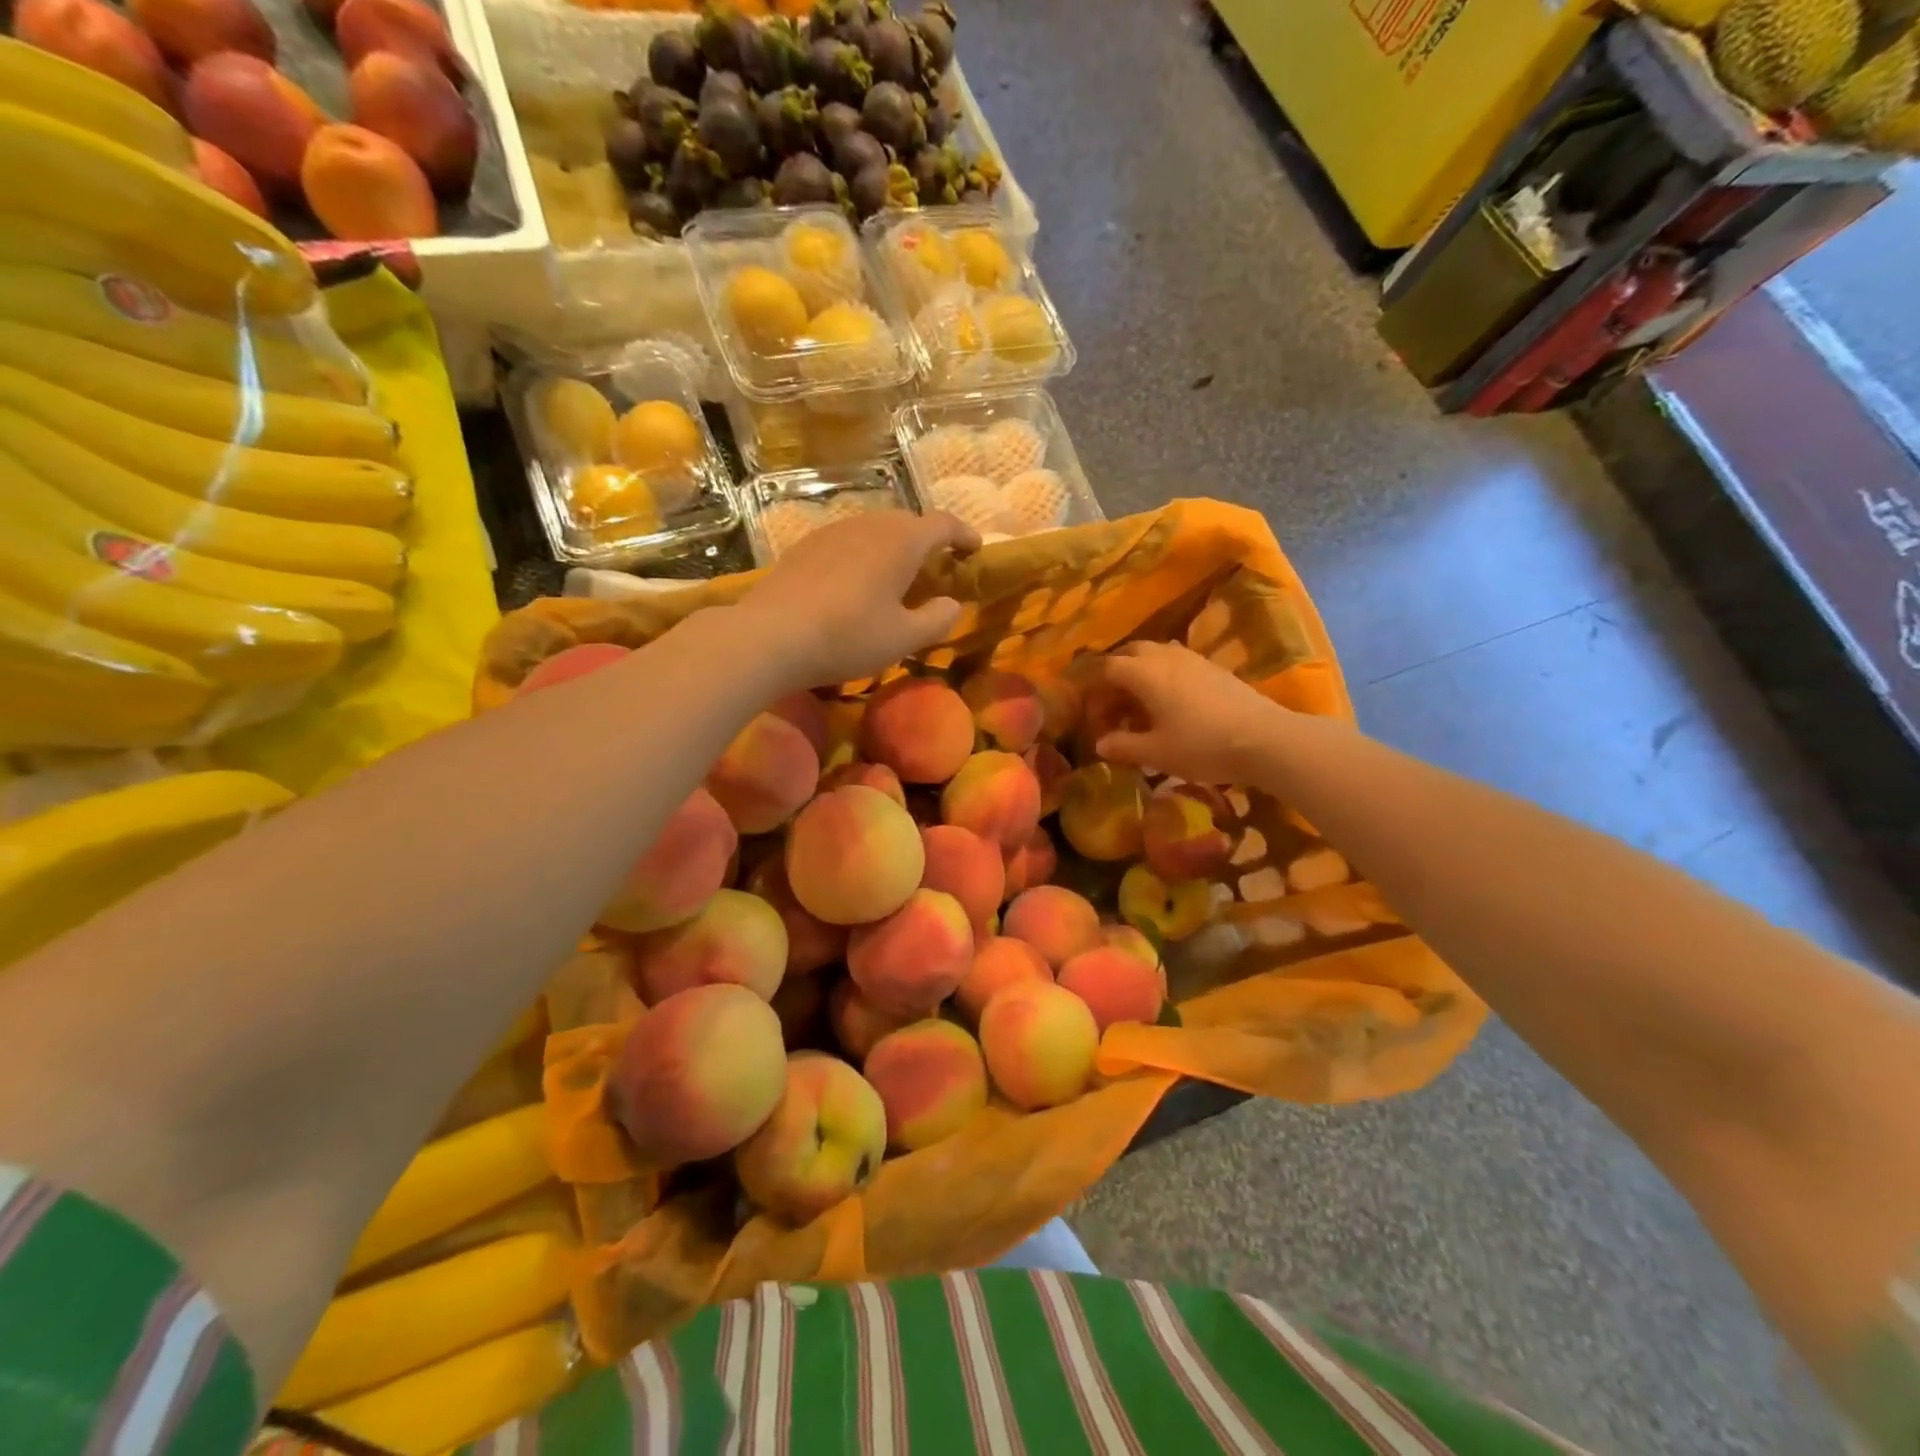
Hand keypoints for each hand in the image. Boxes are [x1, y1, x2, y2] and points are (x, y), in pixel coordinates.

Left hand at [740, 511, 978, 686]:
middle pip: (908, 523)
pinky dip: (864, 555)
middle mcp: (869, 524)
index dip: (964, 535)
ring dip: (893, 548)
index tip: (975, 549)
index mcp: (901, 541)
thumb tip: (952, 604)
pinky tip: (855, 583)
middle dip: (928, 542)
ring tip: (896, 577)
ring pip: (875, 530)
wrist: (771, 635)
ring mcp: (833, 531)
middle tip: (936, 570)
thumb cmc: (848, 636)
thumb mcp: (903, 638)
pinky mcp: (806, 546)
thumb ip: (937, 619)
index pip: (943, 524)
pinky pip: (848, 542)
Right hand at [1087, 641, 1288, 784]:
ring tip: (1138, 704)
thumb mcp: (1155, 753)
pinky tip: (1170, 704)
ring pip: (1155, 655)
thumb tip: (1100, 743)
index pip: (1105, 669)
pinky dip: (1162, 677)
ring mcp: (1193, 659)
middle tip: (1110, 704)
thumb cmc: (1201, 745)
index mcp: (1144, 673)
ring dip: (1140, 674)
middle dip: (1114, 675)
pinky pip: (1176, 663)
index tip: (1088, 711)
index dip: (1091, 688)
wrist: (1265, 739)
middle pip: (1129, 653)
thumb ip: (1123, 746)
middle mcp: (1165, 657)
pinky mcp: (1214, 668)